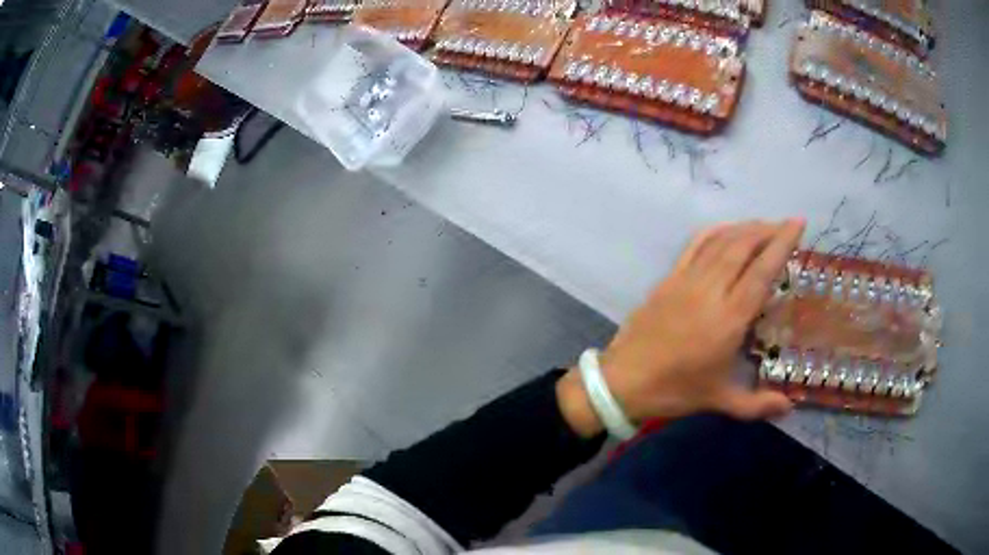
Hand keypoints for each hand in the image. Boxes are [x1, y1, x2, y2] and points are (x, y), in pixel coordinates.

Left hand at [558, 220, 805, 436]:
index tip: (797, 223)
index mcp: (729, 318)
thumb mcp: (719, 401)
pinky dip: (715, 231)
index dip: (782, 243)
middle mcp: (711, 290)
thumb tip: (789, 408)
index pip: (762, 270)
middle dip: (767, 229)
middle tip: (785, 225)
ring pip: (720, 241)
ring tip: (764, 225)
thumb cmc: (675, 391)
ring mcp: (687, 280)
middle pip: (743, 246)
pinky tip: (727, 229)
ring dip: (745, 228)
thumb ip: (757, 405)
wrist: (623, 381)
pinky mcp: (669, 278)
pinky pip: (695, 245)